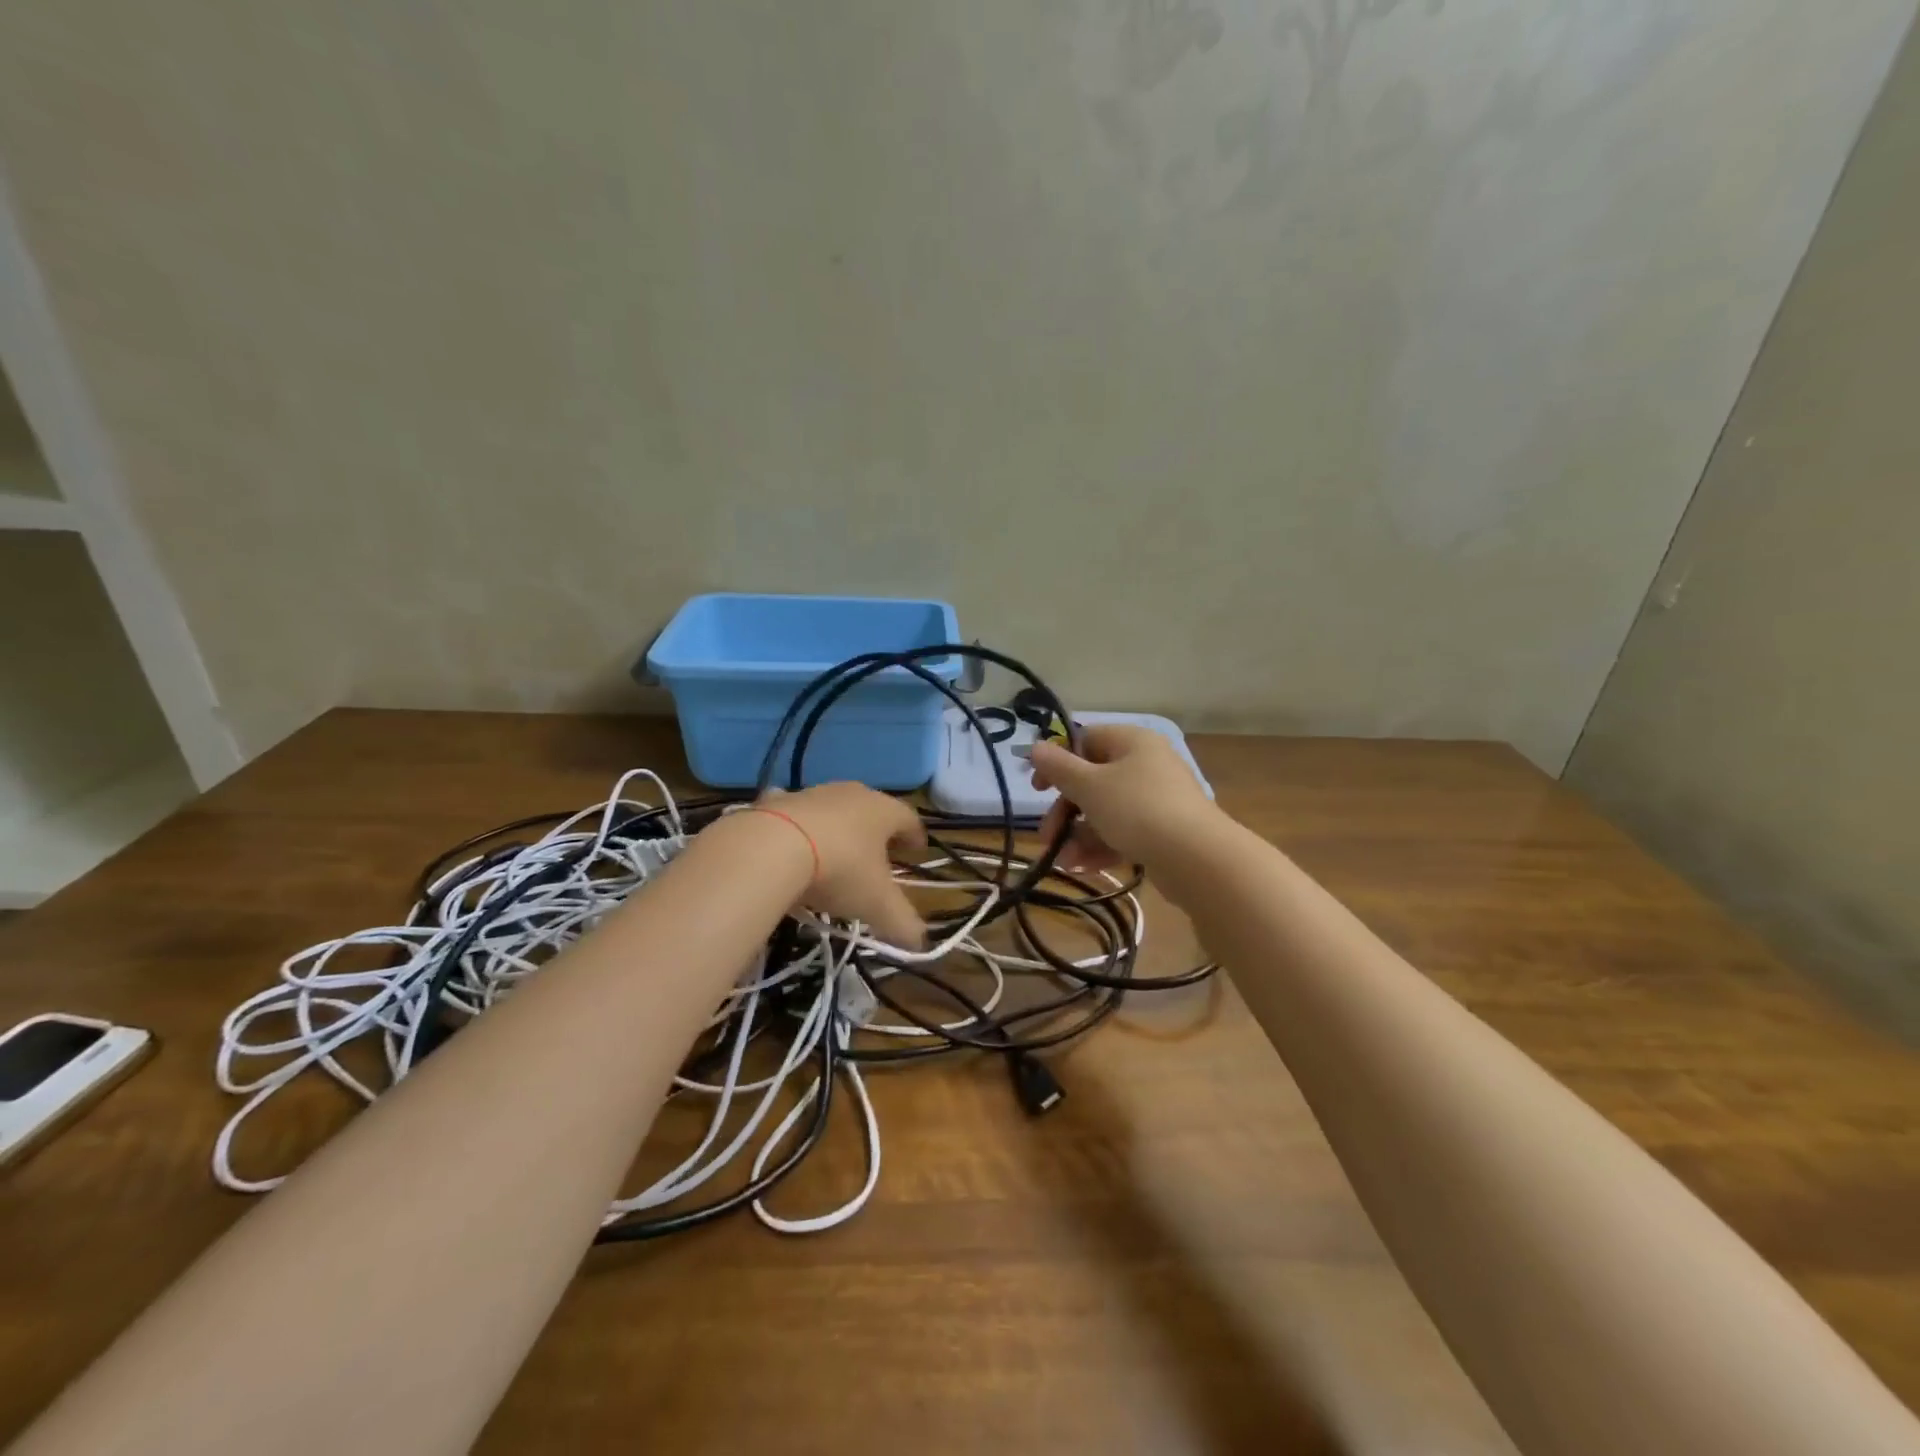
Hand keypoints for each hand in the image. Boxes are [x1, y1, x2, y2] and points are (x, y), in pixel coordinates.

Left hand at [757, 783, 928, 947]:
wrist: (771, 848)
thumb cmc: (840, 870)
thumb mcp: (877, 904)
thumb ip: (902, 923)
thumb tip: (919, 942)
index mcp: (884, 811)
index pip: (910, 819)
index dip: (916, 837)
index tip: (917, 852)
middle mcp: (852, 793)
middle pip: (873, 809)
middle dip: (878, 832)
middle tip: (880, 855)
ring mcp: (813, 793)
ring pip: (835, 809)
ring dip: (840, 828)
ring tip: (837, 854)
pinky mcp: (778, 800)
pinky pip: (796, 813)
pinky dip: (800, 827)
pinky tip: (793, 845)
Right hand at [1028, 725, 1216, 873]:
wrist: (1198, 859)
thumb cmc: (1137, 809)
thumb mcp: (1089, 786)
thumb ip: (1058, 767)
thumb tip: (1036, 747)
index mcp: (1132, 742)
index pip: (1086, 740)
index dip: (1058, 762)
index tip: (1037, 788)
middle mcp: (1147, 765)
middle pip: (1093, 780)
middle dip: (1066, 811)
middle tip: (1047, 836)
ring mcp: (1158, 799)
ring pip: (1106, 811)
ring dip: (1079, 835)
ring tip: (1065, 862)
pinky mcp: (1164, 831)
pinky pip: (1124, 832)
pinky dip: (1101, 847)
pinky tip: (1082, 868)